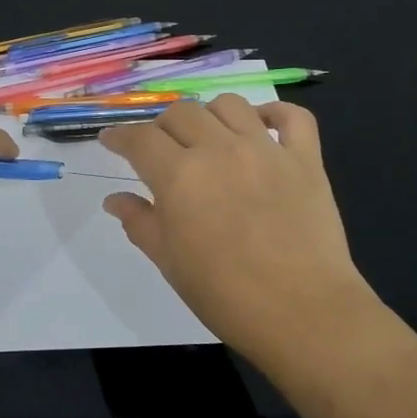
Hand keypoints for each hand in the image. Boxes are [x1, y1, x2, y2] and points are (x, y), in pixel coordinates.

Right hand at [99, 97, 376, 370]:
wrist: (301, 312)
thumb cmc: (224, 294)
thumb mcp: (169, 261)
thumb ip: (140, 222)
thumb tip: (115, 200)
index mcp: (179, 176)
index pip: (140, 139)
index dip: (120, 137)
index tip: (111, 140)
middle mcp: (220, 150)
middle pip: (182, 112)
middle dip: (162, 126)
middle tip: (161, 150)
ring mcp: (266, 150)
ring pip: (230, 104)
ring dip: (210, 115)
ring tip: (208, 138)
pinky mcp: (306, 160)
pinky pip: (293, 117)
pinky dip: (275, 114)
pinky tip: (263, 127)